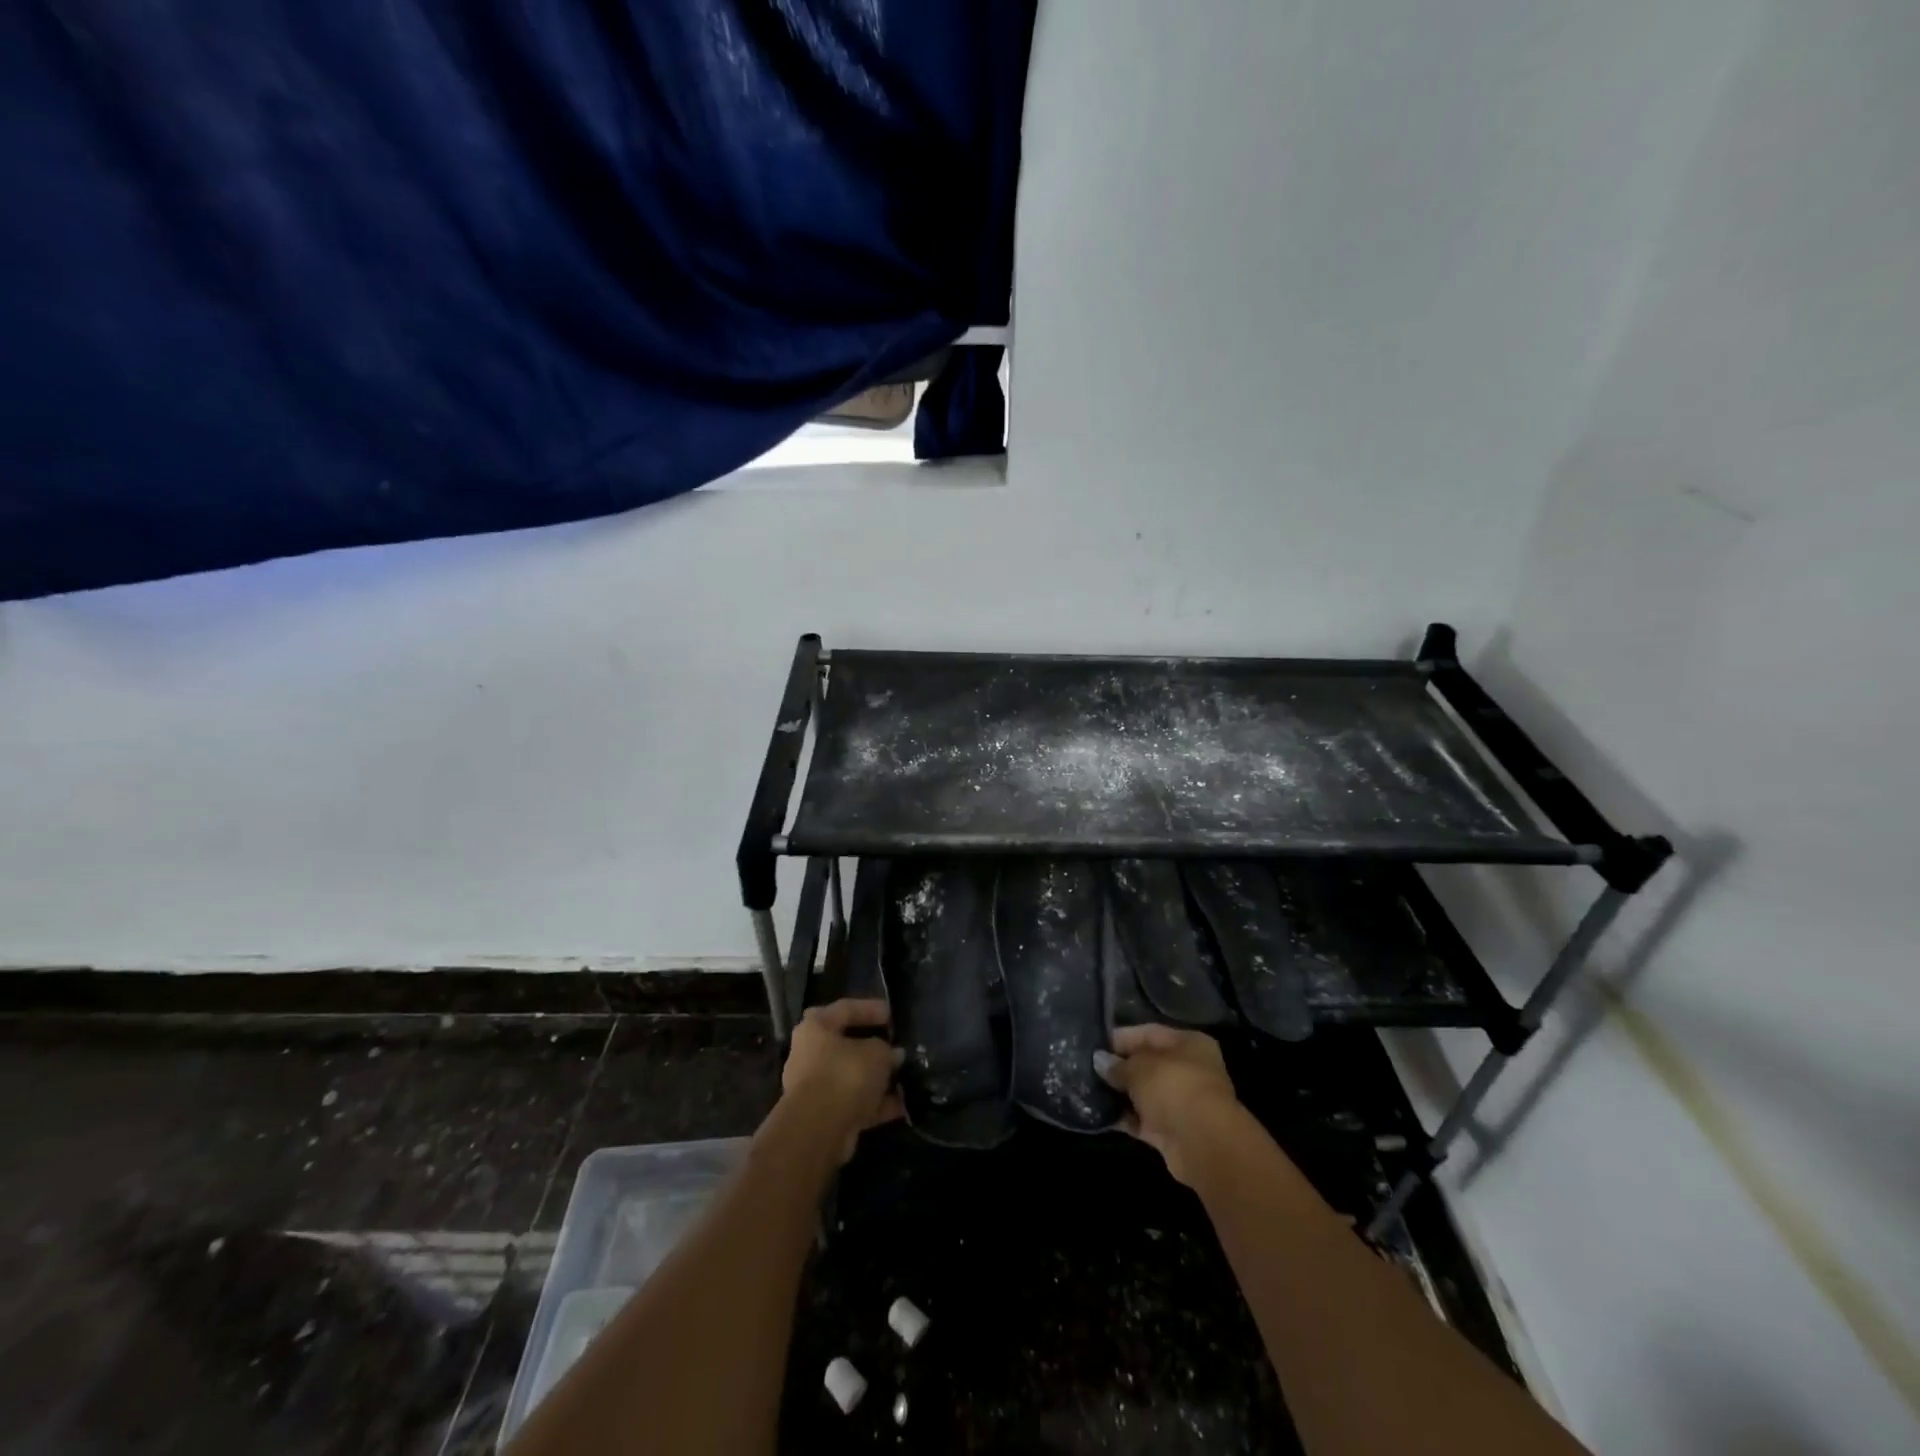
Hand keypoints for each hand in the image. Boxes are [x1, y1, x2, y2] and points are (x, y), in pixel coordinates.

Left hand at [781, 999, 904, 1161]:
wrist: (819, 1130)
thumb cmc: (845, 1075)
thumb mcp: (876, 1053)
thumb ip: (887, 1050)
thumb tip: (894, 1054)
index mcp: (816, 1028)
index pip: (845, 1008)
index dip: (870, 1008)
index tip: (892, 1015)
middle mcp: (810, 1054)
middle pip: (846, 1045)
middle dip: (874, 1049)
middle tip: (897, 1048)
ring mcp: (815, 1087)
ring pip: (851, 1077)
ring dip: (877, 1079)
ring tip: (905, 1078)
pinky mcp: (824, 1115)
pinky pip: (854, 1103)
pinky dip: (876, 1104)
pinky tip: (902, 1105)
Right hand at [1095, 1024, 1242, 1185]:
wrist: (1202, 1144)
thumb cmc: (1174, 1088)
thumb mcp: (1139, 1067)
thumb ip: (1118, 1065)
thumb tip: (1100, 1061)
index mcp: (1189, 1043)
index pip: (1149, 1033)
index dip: (1121, 1038)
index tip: (1094, 1044)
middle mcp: (1188, 1070)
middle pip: (1147, 1064)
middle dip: (1119, 1068)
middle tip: (1087, 1068)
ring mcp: (1181, 1102)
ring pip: (1144, 1093)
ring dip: (1120, 1094)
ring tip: (1088, 1090)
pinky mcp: (1172, 1131)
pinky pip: (1143, 1120)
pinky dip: (1124, 1118)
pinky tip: (1099, 1114)